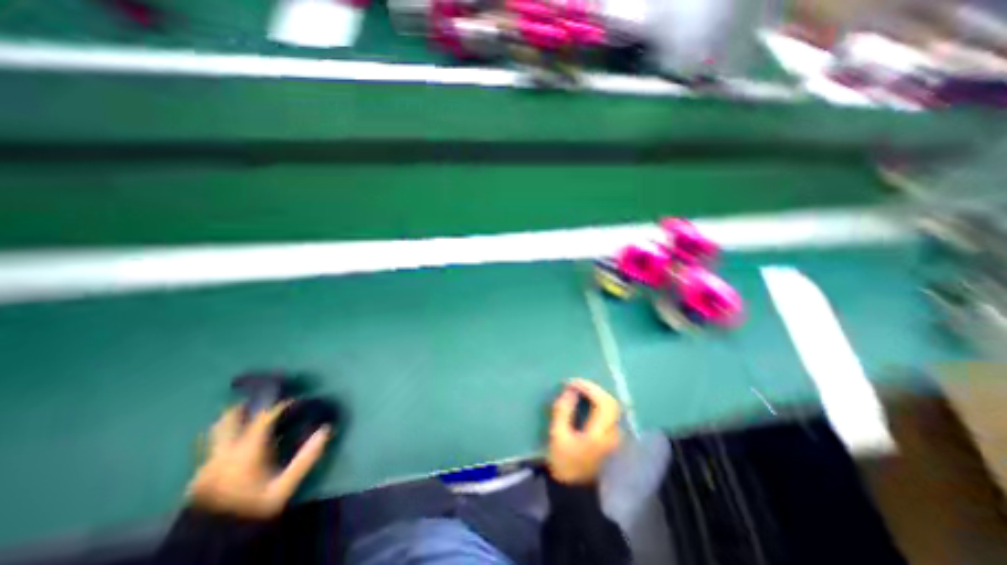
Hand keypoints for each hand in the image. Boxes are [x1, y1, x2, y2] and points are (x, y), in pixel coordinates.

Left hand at [187, 405, 331, 517]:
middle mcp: (223, 451)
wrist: (209, 543)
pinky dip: (226, 435)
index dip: (280, 405)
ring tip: (249, 416)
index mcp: (246, 450)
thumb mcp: (284, 486)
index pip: (264, 417)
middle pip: (229, 418)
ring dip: (233, 419)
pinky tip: (237, 442)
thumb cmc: (252, 508)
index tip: (295, 401)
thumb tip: (326, 430)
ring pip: (216, 431)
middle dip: (247, 405)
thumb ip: (306, 457)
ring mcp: (207, 462)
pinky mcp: (199, 474)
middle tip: (264, 399)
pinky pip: (212, 445)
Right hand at [548, 377, 616, 482]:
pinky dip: (600, 401)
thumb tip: (570, 390)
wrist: (574, 488)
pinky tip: (588, 399)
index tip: (572, 383)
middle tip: (576, 384)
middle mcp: (612, 434)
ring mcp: (615, 436)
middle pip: (611, 402)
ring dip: (598, 394)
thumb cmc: (563, 462)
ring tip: (581, 389)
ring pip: (613, 406)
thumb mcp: (557, 435)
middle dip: (594, 389)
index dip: (589, 388)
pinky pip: (610, 412)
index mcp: (599, 435)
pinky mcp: (612, 437)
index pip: (602, 403)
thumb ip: (563, 410)